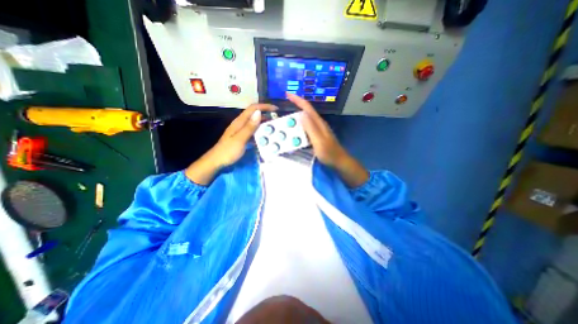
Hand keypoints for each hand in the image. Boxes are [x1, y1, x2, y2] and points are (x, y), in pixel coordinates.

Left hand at [186, 103, 274, 184]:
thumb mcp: (240, 139)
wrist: (216, 161)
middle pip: (254, 114)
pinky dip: (260, 131)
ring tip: (274, 128)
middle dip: (266, 115)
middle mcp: (240, 124)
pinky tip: (265, 136)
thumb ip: (249, 127)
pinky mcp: (242, 137)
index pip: (253, 109)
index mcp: (239, 122)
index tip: (276, 109)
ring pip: (254, 123)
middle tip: (277, 120)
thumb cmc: (228, 151)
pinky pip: (253, 131)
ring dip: (264, 123)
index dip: (264, 106)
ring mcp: (241, 130)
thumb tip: (259, 112)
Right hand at [285, 93, 343, 165]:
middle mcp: (318, 124)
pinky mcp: (317, 136)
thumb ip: (311, 128)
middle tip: (283, 112)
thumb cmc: (329, 152)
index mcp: (318, 123)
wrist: (338, 161)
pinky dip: (299, 128)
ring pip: (305, 121)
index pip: (307, 107)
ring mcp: (318, 130)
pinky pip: (305, 129)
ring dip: (296, 120)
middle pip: (306, 112)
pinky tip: (294, 133)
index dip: (298, 100)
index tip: (288, 94)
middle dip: (295, 108)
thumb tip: (302, 114)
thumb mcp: (318, 141)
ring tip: (286, 123)